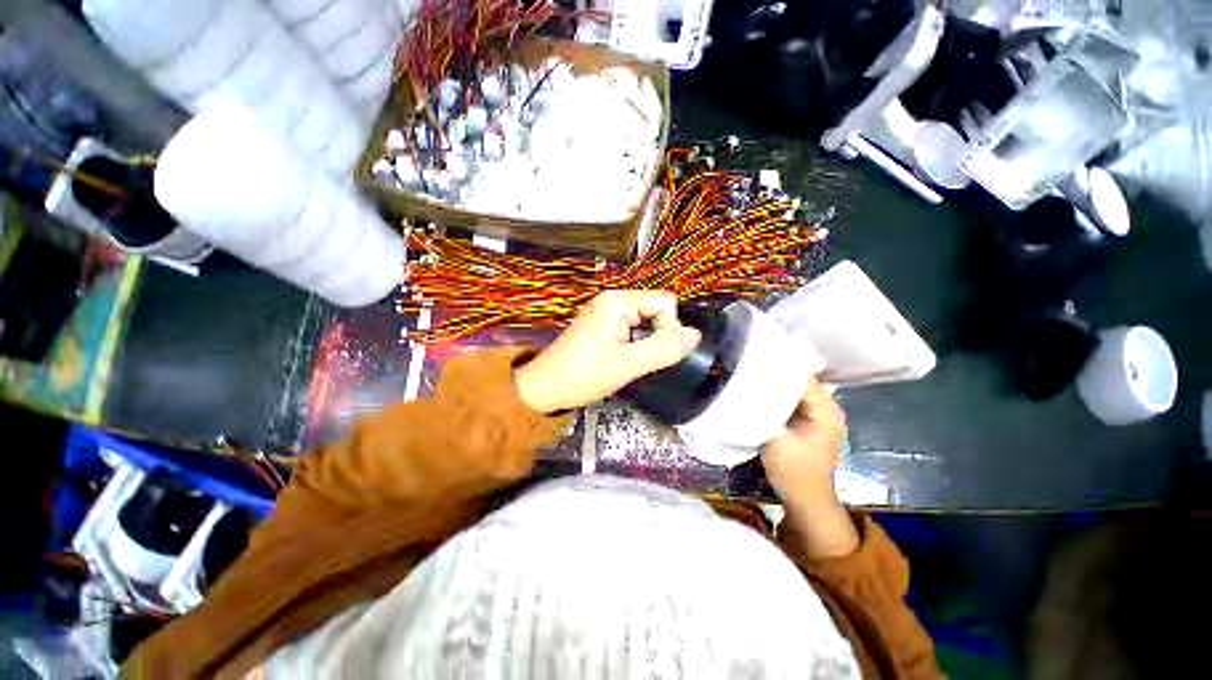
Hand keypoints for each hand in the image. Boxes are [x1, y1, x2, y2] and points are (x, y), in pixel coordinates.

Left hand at [514, 290, 701, 413]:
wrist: (544, 388)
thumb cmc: (582, 375)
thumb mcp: (627, 365)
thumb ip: (663, 349)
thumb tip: (696, 334)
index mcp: (618, 301)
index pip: (665, 303)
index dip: (668, 328)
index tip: (652, 353)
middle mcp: (614, 301)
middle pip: (657, 311)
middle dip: (657, 337)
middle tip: (638, 360)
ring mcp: (607, 314)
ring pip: (647, 323)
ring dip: (646, 344)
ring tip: (629, 363)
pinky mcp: (604, 327)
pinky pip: (634, 330)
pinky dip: (636, 346)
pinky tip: (624, 361)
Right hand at [762, 377, 857, 558]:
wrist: (804, 500)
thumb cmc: (794, 472)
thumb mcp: (777, 440)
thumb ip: (765, 412)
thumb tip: (748, 387)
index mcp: (826, 409)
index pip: (801, 376)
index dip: (777, 367)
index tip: (752, 360)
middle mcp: (824, 407)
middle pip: (796, 380)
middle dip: (772, 374)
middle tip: (745, 367)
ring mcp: (814, 414)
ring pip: (790, 389)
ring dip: (771, 385)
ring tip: (747, 376)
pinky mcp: (803, 421)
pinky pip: (787, 400)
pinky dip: (772, 396)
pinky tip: (755, 393)